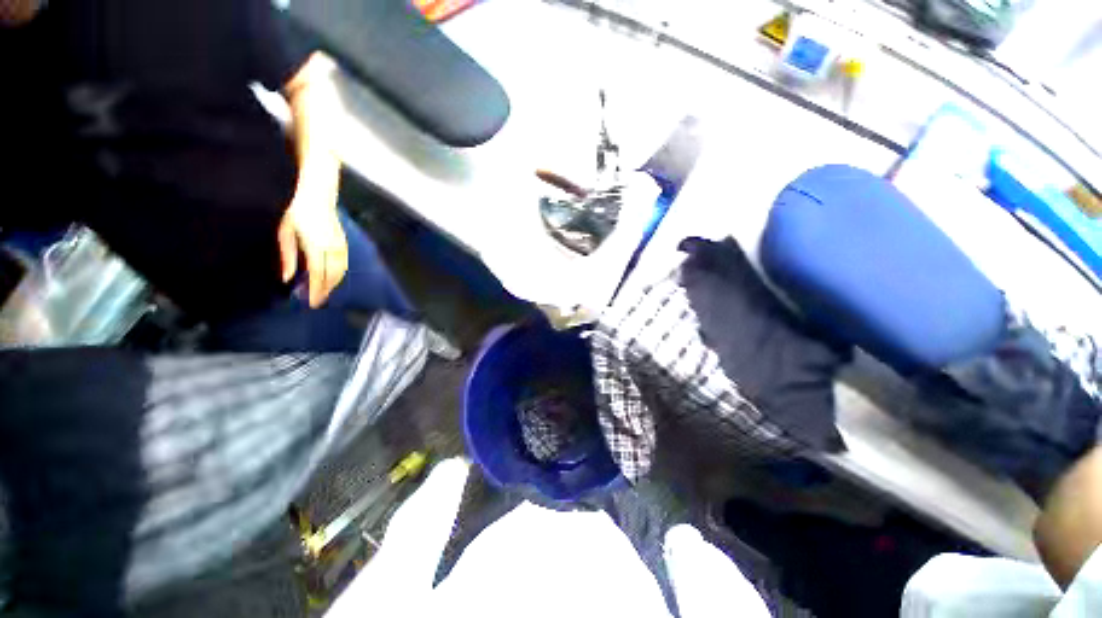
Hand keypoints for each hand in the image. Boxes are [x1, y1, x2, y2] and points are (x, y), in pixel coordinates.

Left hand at [277, 201, 347, 307]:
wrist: (317, 193)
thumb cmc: (296, 210)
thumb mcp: (285, 231)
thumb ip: (287, 256)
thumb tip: (287, 278)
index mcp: (314, 244)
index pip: (318, 273)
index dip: (316, 289)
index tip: (312, 302)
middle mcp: (330, 246)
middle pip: (332, 274)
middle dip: (326, 289)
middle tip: (318, 301)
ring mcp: (340, 243)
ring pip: (341, 270)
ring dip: (334, 283)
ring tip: (325, 292)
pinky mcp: (344, 241)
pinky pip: (344, 262)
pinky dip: (340, 273)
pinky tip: (333, 278)